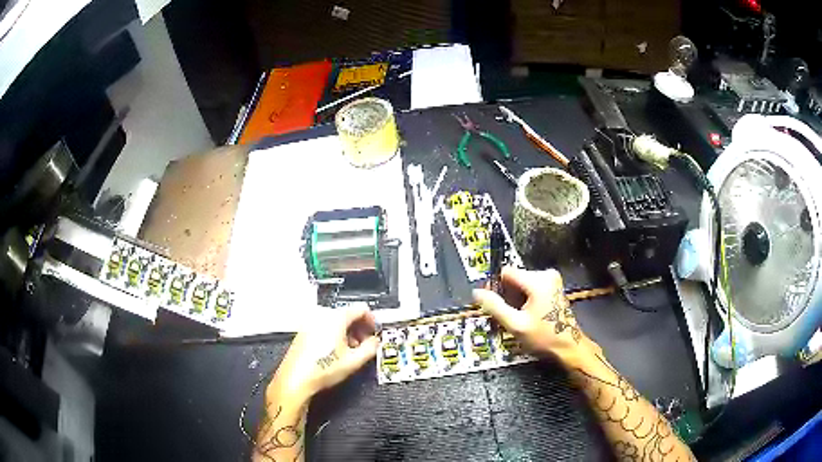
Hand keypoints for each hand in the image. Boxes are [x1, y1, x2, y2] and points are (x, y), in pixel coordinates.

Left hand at [268, 306, 378, 402]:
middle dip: (359, 328)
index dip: (372, 320)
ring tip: (351, 351)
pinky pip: (324, 327)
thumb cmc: (321, 369)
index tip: (375, 331)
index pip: (361, 309)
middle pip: (348, 314)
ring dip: (347, 333)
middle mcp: (321, 315)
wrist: (296, 379)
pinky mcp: (304, 331)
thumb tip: (375, 342)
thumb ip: (371, 348)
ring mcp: (310, 322)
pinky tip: (335, 352)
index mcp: (335, 317)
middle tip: (365, 343)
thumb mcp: (354, 361)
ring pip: (336, 321)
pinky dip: (334, 335)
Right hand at [473, 267, 589, 363]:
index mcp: (538, 280)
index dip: (496, 287)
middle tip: (505, 315)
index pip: (507, 272)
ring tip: (517, 317)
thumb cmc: (543, 336)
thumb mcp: (515, 324)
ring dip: (515, 298)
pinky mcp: (553, 286)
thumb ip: (495, 306)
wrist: (568, 346)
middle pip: (514, 277)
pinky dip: (525, 298)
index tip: (492, 304)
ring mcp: (551, 279)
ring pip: (521, 283)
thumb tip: (476, 292)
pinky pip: (531, 287)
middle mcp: (546, 274)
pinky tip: (526, 314)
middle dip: (507, 295)